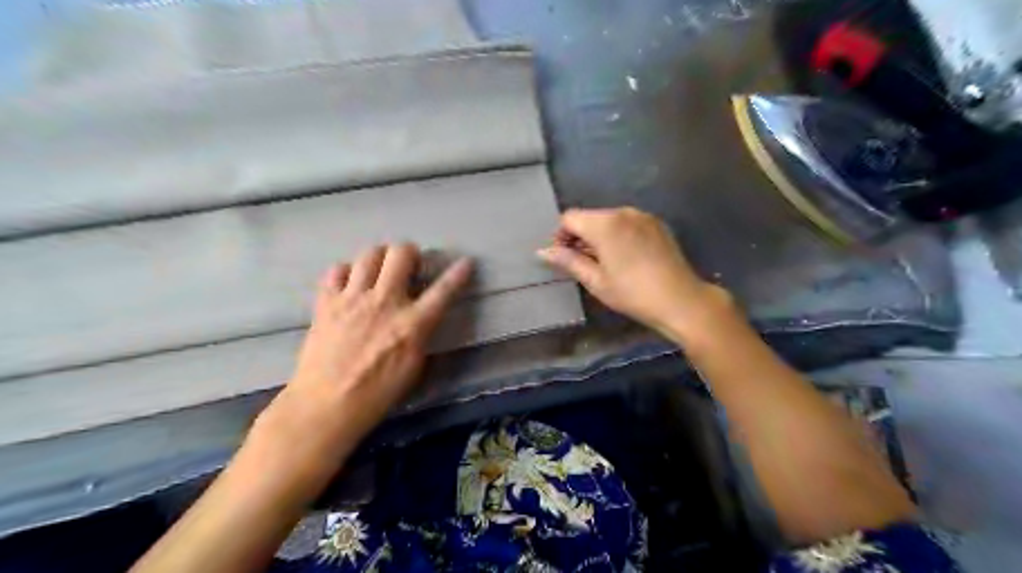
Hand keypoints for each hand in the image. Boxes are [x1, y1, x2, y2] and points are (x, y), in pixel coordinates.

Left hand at [263, 245, 469, 444]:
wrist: (326, 405)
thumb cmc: (377, 394)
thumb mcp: (414, 367)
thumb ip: (420, 334)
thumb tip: (422, 317)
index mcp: (412, 324)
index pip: (443, 291)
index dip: (458, 274)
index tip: (466, 262)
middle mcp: (385, 302)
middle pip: (401, 253)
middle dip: (410, 253)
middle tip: (409, 265)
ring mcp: (353, 298)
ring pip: (369, 254)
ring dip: (380, 258)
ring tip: (380, 270)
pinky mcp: (326, 302)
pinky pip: (337, 270)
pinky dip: (347, 272)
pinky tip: (350, 284)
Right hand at [535, 209, 726, 334]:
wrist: (681, 300)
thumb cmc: (632, 293)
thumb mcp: (596, 281)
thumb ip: (568, 261)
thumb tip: (542, 252)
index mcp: (605, 223)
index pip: (569, 218)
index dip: (561, 236)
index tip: (564, 258)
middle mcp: (623, 212)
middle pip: (589, 217)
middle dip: (580, 236)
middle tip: (582, 264)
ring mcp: (642, 216)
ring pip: (608, 219)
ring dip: (599, 236)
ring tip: (605, 263)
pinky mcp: (657, 224)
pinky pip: (627, 223)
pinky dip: (618, 235)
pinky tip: (625, 258)